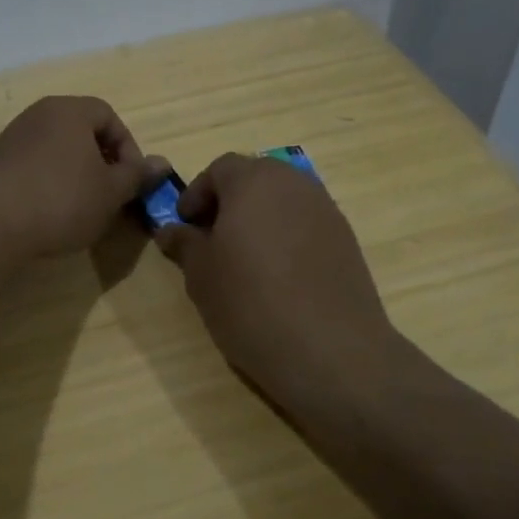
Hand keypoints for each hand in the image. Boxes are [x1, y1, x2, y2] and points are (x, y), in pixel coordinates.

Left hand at [0, 97, 163, 257]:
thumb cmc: (62, 200)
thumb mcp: (111, 192)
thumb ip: (137, 175)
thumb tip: (162, 163)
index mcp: (70, 110)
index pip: (109, 116)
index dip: (128, 148)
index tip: (130, 181)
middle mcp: (39, 114)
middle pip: (82, 132)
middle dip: (102, 163)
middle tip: (110, 195)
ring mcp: (13, 138)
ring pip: (58, 151)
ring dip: (76, 175)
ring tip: (82, 209)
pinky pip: (34, 167)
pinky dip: (49, 184)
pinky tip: (50, 214)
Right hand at [154, 153, 399, 421]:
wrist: (330, 350)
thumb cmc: (251, 303)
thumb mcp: (201, 275)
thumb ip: (185, 244)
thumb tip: (171, 230)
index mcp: (254, 182)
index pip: (220, 168)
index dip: (197, 193)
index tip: (185, 224)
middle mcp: (294, 184)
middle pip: (256, 177)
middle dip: (230, 201)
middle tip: (212, 237)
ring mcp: (326, 211)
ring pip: (284, 200)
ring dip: (260, 218)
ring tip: (244, 259)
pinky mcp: (347, 240)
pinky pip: (306, 224)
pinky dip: (287, 237)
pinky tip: (278, 276)